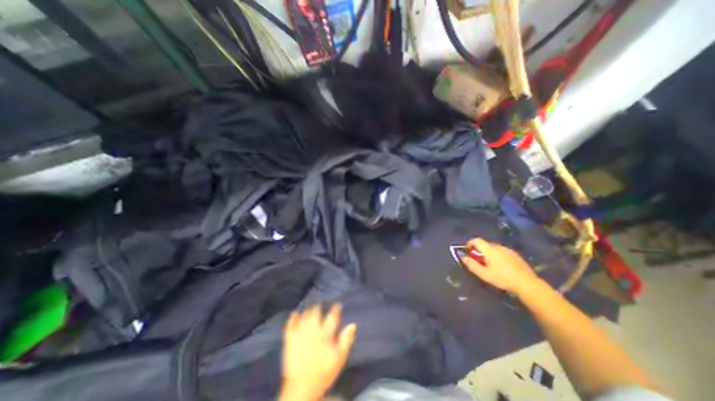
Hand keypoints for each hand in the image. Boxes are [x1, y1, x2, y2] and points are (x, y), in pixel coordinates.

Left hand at [280, 304, 357, 400]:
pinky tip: (294, 313)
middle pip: (316, 313)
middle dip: (318, 306)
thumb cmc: (324, 372)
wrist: (302, 388)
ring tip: (309, 304)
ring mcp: (301, 334)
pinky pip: (290, 326)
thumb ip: (346, 340)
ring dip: (307, 309)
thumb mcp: (340, 358)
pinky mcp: (290, 341)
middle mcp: (313, 330)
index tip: (337, 304)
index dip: (335, 309)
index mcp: (325, 334)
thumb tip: (353, 324)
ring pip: (304, 317)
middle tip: (320, 301)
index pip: (332, 317)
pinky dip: (292, 319)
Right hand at [459, 238, 541, 293]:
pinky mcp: (516, 255)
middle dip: (479, 250)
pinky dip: (498, 255)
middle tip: (478, 260)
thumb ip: (472, 265)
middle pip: (485, 244)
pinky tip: (501, 266)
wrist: (527, 284)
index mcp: (490, 249)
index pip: (477, 240)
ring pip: (494, 248)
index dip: (470, 243)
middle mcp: (499, 246)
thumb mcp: (484, 274)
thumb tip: (463, 257)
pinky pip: (502, 251)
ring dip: (489, 253)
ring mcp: (508, 250)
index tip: (468, 251)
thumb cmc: (503, 278)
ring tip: (489, 264)